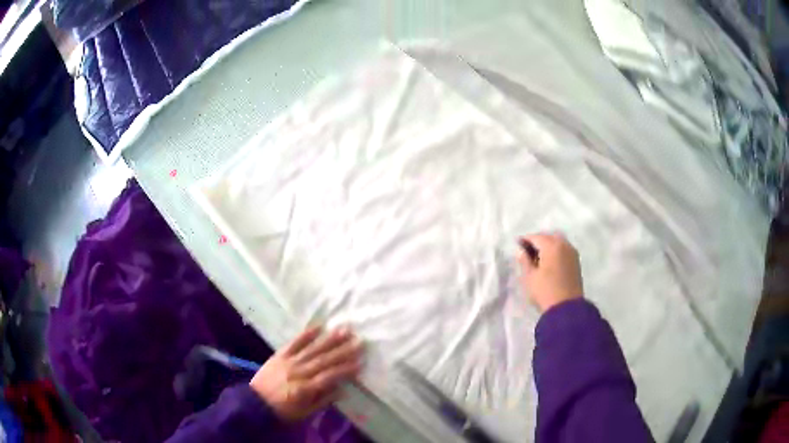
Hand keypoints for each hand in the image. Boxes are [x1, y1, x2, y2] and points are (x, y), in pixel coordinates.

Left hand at [250, 326, 362, 421]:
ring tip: (344, 330)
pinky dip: (306, 334)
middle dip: (343, 351)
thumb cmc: (282, 411)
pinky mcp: (279, 355)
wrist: (254, 403)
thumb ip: (322, 401)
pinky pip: (294, 342)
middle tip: (359, 341)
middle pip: (323, 360)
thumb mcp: (304, 413)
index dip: (345, 370)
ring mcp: (288, 361)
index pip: (329, 377)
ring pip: (312, 349)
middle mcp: (298, 372)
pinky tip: (318, 326)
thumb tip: (342, 390)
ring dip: (329, 339)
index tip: (361, 363)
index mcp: (304, 389)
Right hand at [517, 233, 583, 312]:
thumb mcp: (529, 277)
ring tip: (538, 257)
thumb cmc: (545, 291)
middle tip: (527, 250)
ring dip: (548, 245)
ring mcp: (572, 252)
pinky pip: (564, 249)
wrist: (566, 308)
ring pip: (558, 242)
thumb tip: (521, 250)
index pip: (536, 237)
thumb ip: (524, 261)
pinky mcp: (576, 261)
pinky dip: (556, 250)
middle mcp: (563, 245)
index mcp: (551, 246)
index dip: (525, 240)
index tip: (517, 244)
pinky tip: (549, 261)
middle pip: (548, 237)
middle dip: (538, 241)